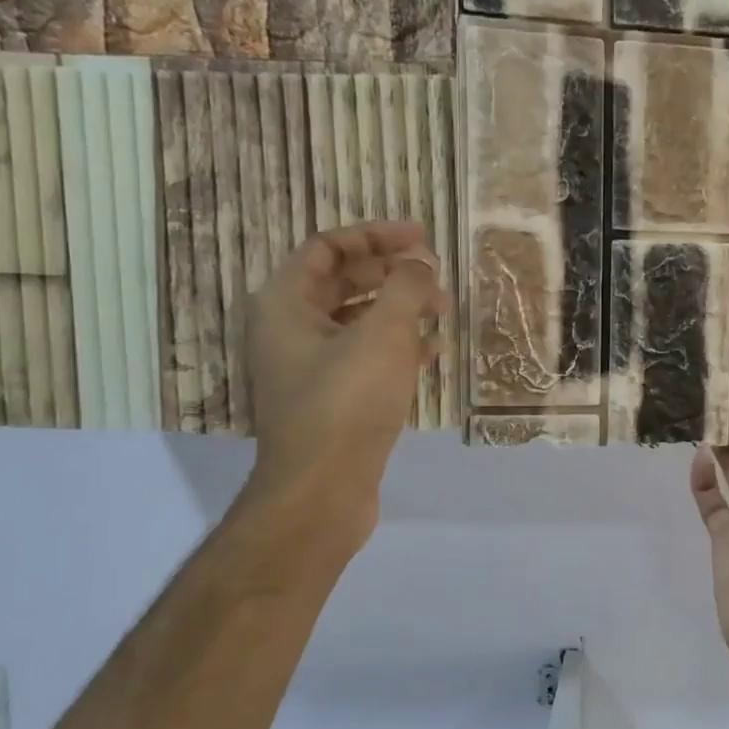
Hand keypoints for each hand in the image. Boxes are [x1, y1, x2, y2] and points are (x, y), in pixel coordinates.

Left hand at [243, 221, 449, 546]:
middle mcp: (290, 331)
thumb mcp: (383, 336)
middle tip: (436, 275)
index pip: (328, 248)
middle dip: (393, 275)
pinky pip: (366, 358)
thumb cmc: (346, 403)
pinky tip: (434, 352)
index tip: (420, 236)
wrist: (321, 491)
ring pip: (359, 323)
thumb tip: (421, 265)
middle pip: (344, 284)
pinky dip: (398, 348)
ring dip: (401, 311)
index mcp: (285, 304)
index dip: (375, 237)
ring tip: (444, 311)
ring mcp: (310, 369)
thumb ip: (406, 289)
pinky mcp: (332, 401)